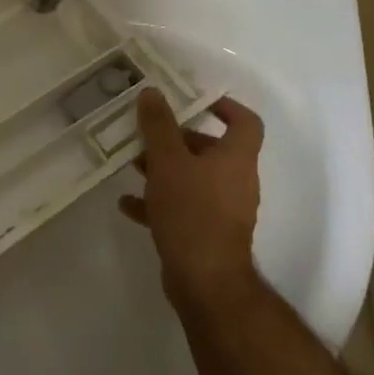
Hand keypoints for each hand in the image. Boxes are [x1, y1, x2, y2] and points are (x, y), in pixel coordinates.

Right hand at [120, 90, 263, 308]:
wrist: (205, 282)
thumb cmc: (192, 211)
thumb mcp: (168, 160)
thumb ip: (158, 125)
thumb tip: (153, 92)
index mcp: (236, 158)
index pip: (245, 122)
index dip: (225, 106)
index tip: (194, 100)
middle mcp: (235, 181)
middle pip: (211, 149)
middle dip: (177, 139)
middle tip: (148, 134)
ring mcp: (222, 211)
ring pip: (193, 178)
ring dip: (164, 169)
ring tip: (132, 165)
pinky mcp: (206, 235)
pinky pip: (182, 208)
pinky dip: (157, 202)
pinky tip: (128, 204)